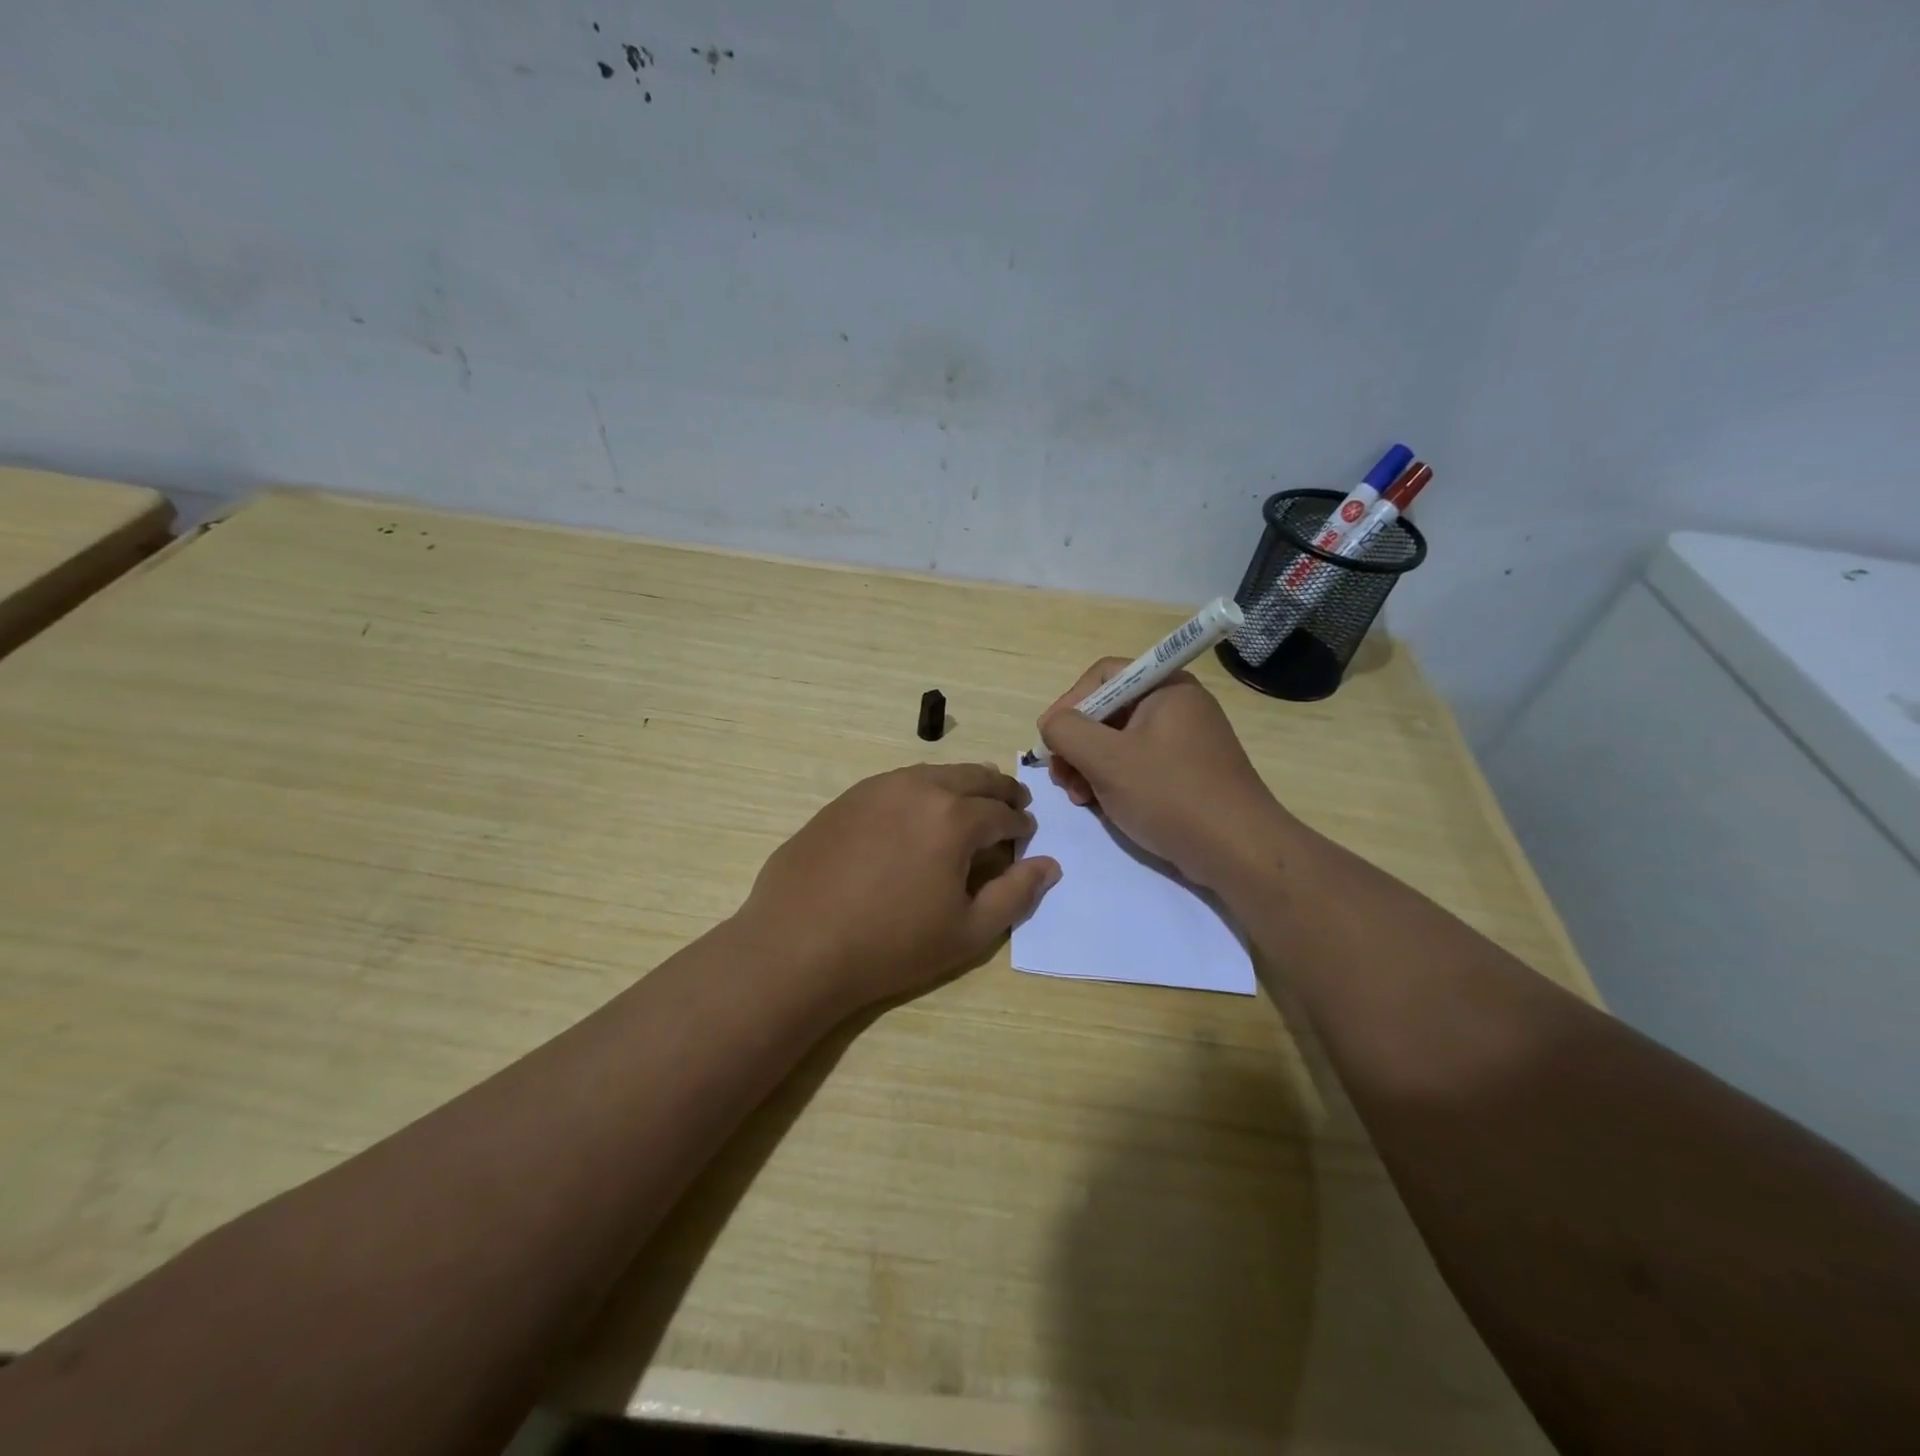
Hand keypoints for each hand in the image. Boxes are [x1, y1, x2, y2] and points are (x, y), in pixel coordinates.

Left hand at [736, 763, 1060, 1009]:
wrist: (798, 944)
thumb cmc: (892, 945)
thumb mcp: (968, 931)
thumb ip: (1016, 894)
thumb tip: (1049, 864)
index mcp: (954, 817)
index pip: (1002, 812)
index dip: (1020, 825)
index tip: (1025, 836)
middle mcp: (918, 788)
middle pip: (972, 776)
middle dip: (999, 790)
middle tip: (1012, 804)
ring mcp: (876, 788)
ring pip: (933, 773)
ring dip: (960, 785)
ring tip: (968, 804)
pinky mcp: (846, 798)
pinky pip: (897, 783)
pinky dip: (921, 791)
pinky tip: (915, 815)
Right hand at [1038, 660, 1293, 888]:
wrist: (1238, 851)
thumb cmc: (1170, 795)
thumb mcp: (1106, 759)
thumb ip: (1067, 731)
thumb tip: (1052, 724)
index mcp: (1165, 687)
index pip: (1102, 676)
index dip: (1069, 704)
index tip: (1050, 741)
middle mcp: (1177, 705)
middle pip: (1108, 710)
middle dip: (1077, 744)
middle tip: (1062, 779)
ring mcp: (1184, 740)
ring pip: (1118, 742)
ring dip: (1090, 767)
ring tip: (1081, 799)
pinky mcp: (1186, 772)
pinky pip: (1137, 765)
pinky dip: (1113, 781)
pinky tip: (1103, 807)